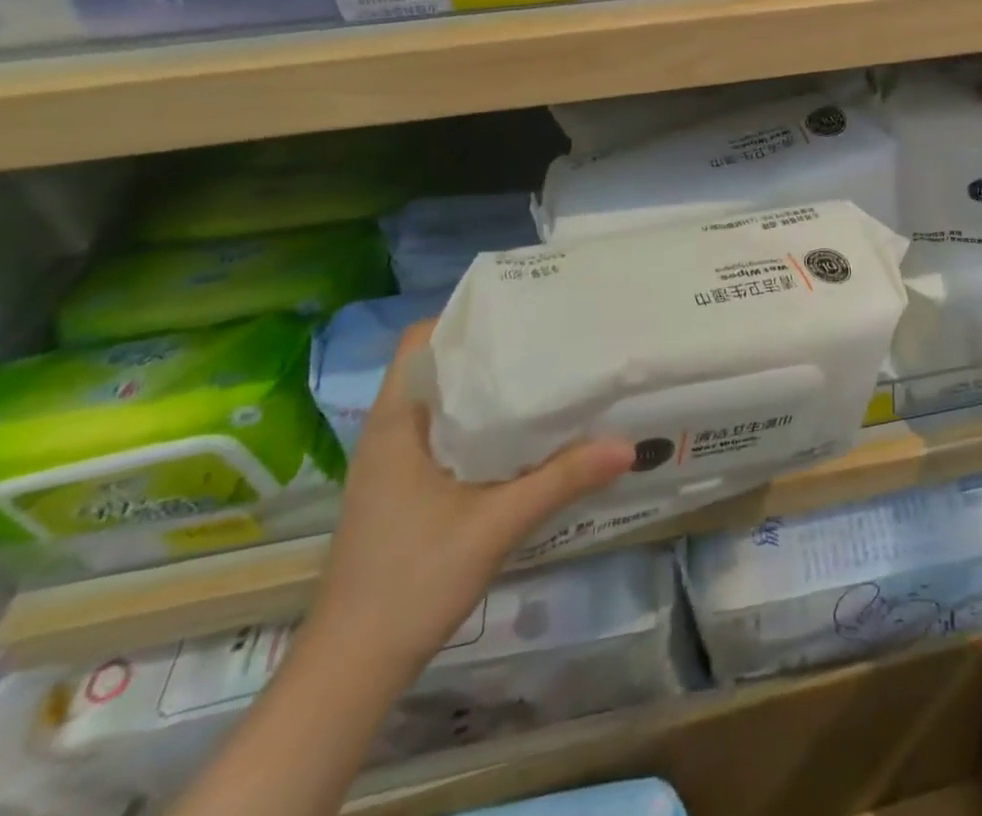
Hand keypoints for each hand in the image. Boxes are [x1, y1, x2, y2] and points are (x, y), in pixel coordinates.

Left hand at [306, 319, 634, 679]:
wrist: (352, 672)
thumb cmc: (411, 580)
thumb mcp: (495, 525)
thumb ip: (561, 480)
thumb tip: (629, 445)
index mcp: (396, 423)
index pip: (421, 342)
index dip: (466, 318)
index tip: (522, 309)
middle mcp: (392, 434)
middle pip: (440, 368)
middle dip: (492, 350)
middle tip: (551, 336)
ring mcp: (396, 466)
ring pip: (446, 405)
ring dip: (490, 390)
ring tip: (548, 373)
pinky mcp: (408, 492)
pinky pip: (449, 436)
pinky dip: (484, 425)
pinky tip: (527, 434)